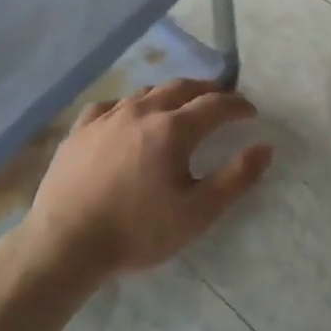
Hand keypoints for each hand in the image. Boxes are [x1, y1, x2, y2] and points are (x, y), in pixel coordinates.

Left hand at [20, 78, 271, 278]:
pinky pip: (110, 105)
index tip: (251, 112)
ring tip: (180, 105)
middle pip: (182, 87)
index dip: (238, 105)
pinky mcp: (80, 129)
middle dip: (207, 90)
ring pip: (146, 92)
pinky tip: (127, 116)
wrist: (65, 243)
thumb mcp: (197, 213)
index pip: (216, 104)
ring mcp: (107, 116)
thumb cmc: (137, 231)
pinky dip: (130, 105)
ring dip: (170, 94)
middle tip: (221, 99)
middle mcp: (142, 111)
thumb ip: (236, 178)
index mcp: (173, 128)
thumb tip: (265, 147)